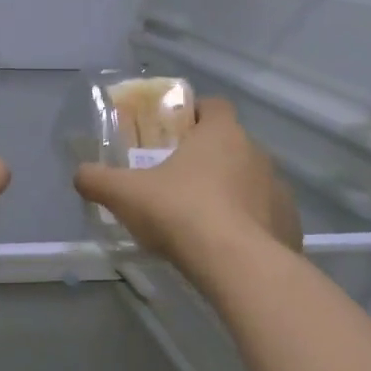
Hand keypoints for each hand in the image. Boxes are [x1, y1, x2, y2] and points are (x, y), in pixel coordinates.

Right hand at [74, 99, 302, 268]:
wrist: (238, 265)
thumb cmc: (180, 212)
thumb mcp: (124, 194)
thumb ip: (97, 180)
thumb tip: (80, 174)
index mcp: (221, 134)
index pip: (213, 106)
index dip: (194, 114)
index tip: (174, 132)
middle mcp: (256, 153)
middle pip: (230, 145)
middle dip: (206, 158)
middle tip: (176, 180)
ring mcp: (278, 189)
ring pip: (249, 181)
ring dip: (228, 192)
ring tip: (200, 218)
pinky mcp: (289, 224)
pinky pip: (264, 216)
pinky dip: (246, 225)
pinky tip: (224, 246)